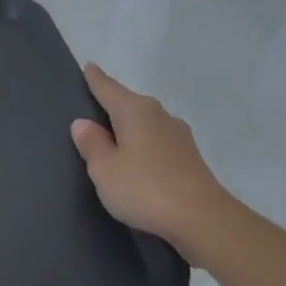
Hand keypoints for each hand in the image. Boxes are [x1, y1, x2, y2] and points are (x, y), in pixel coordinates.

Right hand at [69, 64, 233, 253]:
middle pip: (130, 104)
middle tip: (92, 105)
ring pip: (145, 123)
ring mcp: (178, 137)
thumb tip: (84, 123)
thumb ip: (92, 144)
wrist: (201, 219)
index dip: (96, 79)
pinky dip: (142, 144)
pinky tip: (135, 158)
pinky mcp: (188, 158)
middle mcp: (159, 116)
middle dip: (113, 103)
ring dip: (128, 127)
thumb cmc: (144, 188)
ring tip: (111, 136)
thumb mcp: (104, 169)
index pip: (109, 89)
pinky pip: (156, 141)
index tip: (89, 66)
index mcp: (136, 112)